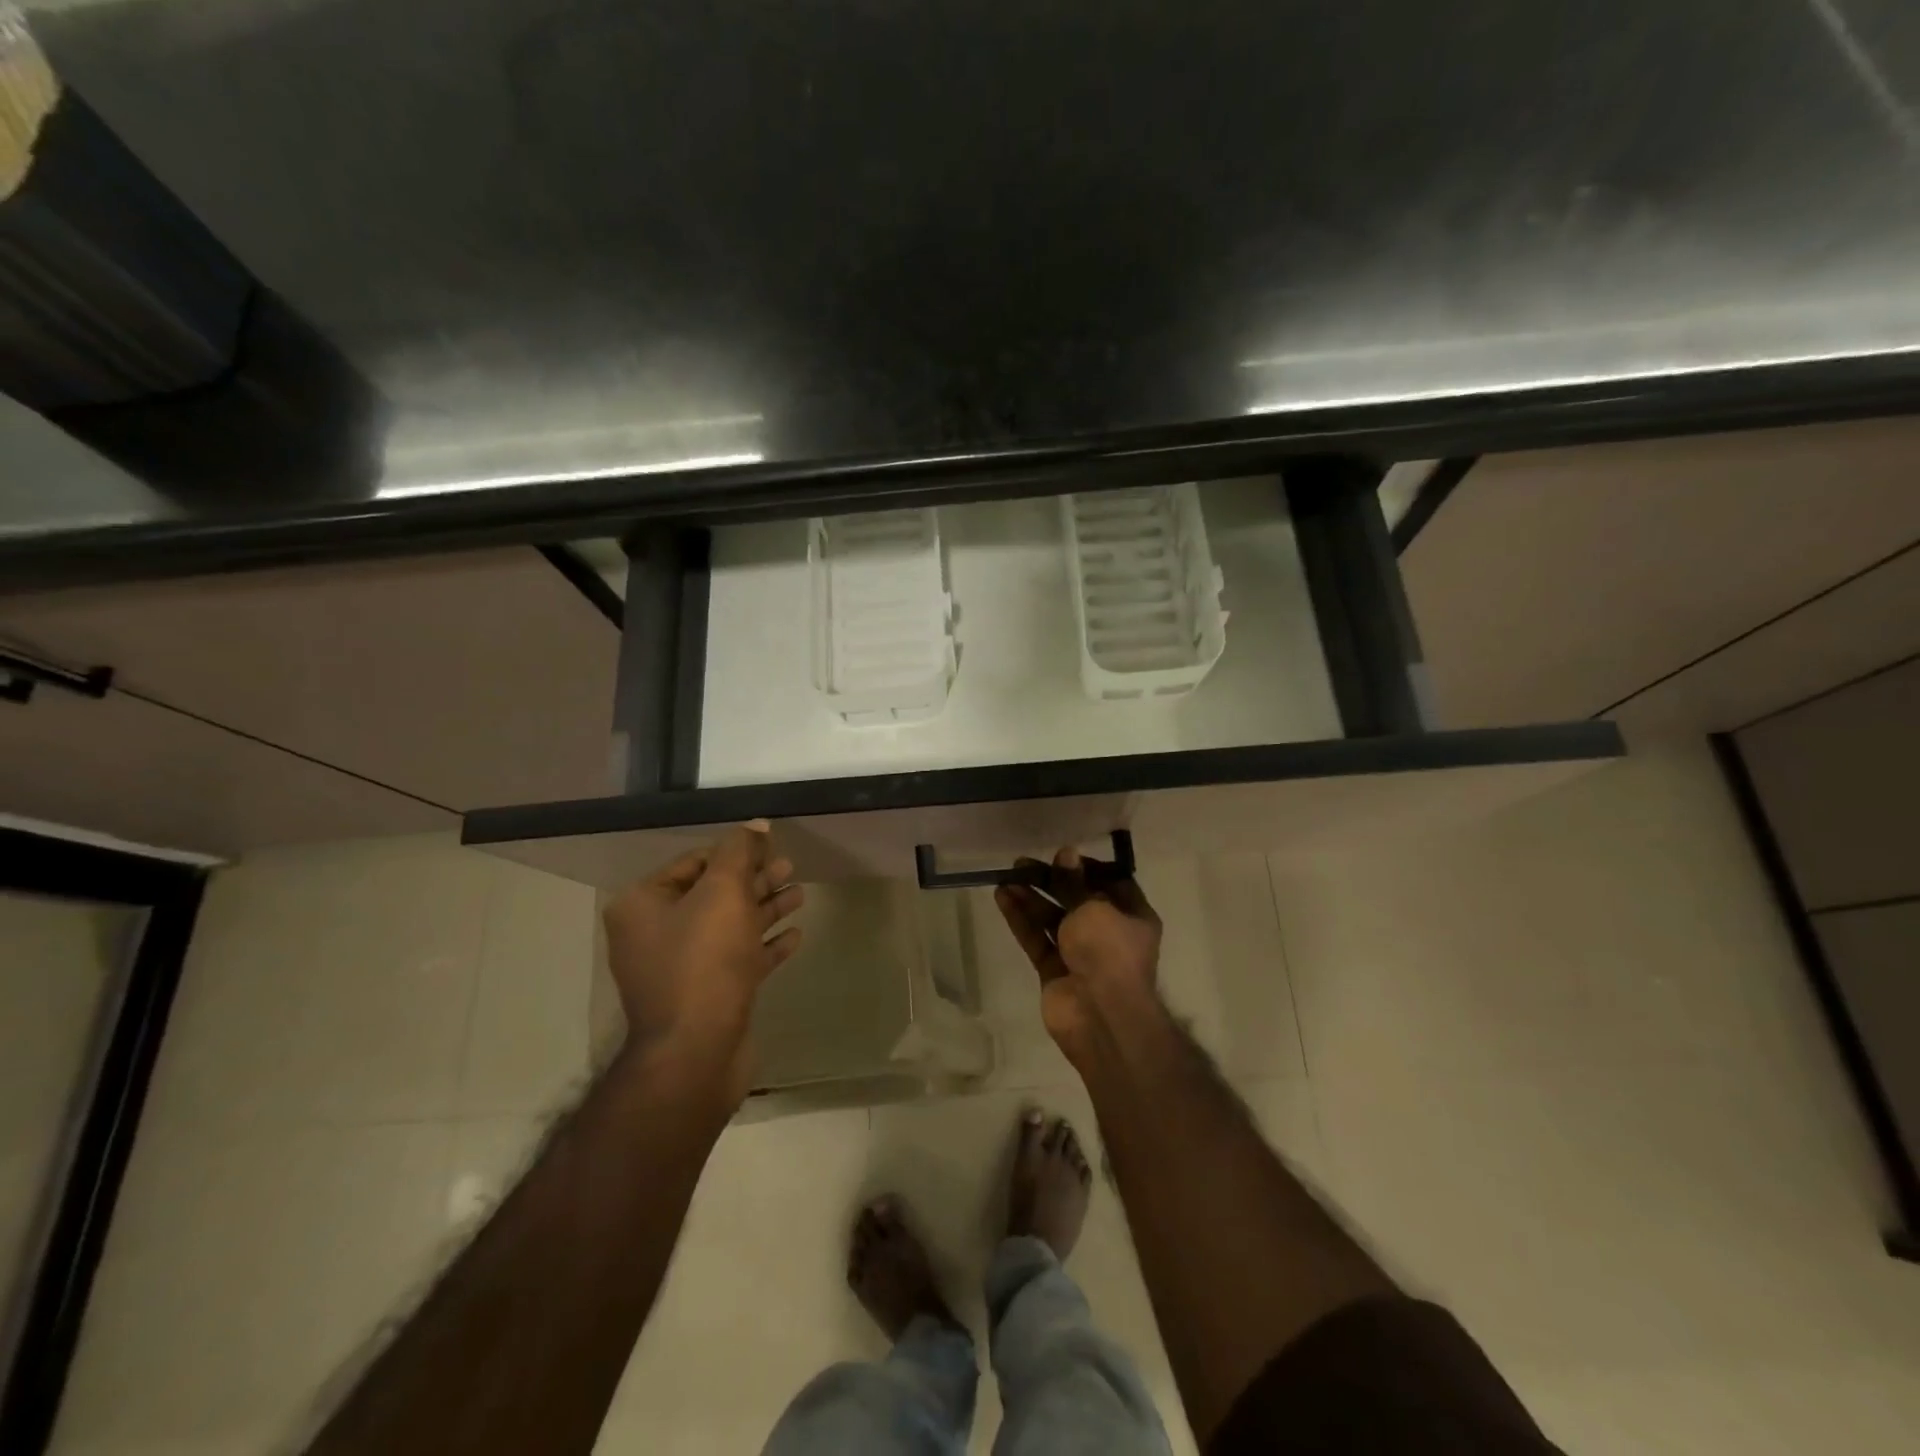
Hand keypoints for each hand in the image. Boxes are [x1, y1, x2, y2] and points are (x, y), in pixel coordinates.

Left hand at [603, 822, 803, 1098]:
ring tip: (800, 893)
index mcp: (643, 906)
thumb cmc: (704, 960)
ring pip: (729, 926)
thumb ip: (740, 852)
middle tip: (790, 866)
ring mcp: (681, 969)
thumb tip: (755, 824)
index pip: (692, 863)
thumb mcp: (723, 892)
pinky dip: (765, 945)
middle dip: (753, 879)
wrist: (697, 1051)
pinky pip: (738, 959)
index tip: (768, 845)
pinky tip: (795, 935)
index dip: (733, 851)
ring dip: (764, 908)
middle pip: (713, 894)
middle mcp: (655, 935)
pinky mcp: (707, 995)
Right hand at [994, 846, 1161, 1064]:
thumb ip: (1073, 882)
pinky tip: (1003, 897)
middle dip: (1051, 880)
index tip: (1062, 855)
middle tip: (1023, 863)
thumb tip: (1066, 853)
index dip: (1087, 867)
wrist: (1102, 1016)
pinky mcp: (1054, 971)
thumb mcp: (1094, 907)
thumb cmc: (1109, 952)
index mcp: (1132, 916)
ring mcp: (1080, 953)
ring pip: (1053, 918)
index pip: (1111, 882)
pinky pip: (1037, 938)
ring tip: (1007, 876)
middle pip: (1076, 899)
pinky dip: (1021, 919)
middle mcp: (1108, 933)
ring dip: (1031, 898)